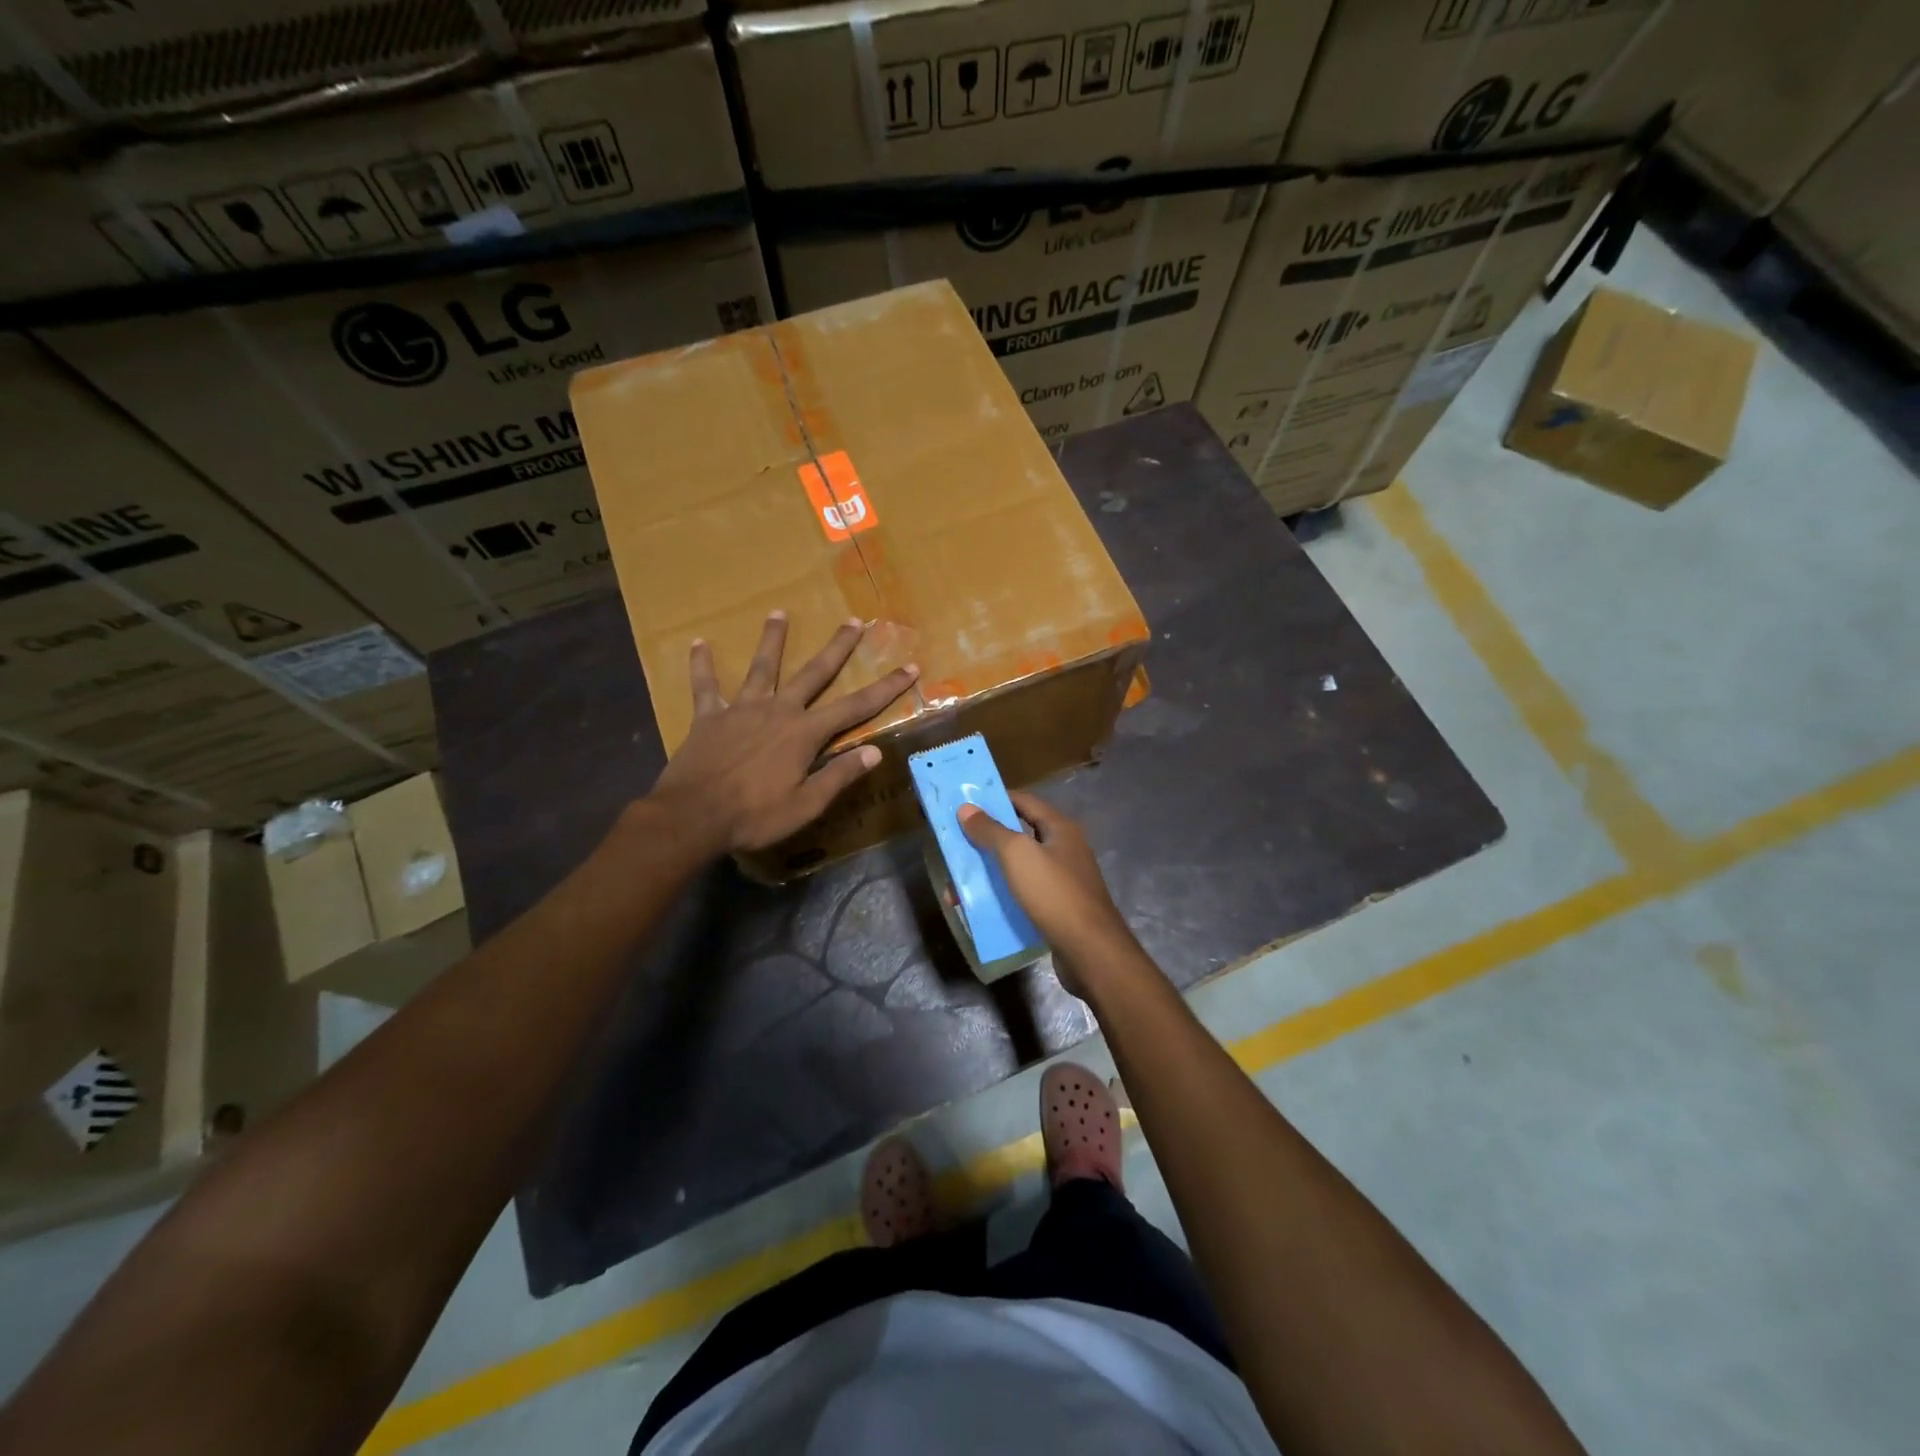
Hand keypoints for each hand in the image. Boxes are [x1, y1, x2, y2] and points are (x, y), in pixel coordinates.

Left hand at [649, 612, 917, 854]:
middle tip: (854, 621)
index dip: (886, 688)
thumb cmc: (754, 815)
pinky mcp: (709, 716)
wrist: (692, 816)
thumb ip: (839, 775)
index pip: (855, 707)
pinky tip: (699, 643)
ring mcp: (742, 709)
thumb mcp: (806, 805)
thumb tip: (876, 751)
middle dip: (837, 647)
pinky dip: (702, 665)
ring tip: (778, 613)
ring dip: (772, 639)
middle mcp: (778, 711)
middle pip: (813, 673)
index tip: (909, 667)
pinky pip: (705, 685)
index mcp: (804, 733)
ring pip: (762, 667)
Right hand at [958, 791, 1135, 991]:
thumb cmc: (1053, 893)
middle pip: (1019, 836)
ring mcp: (1063, 881)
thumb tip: (966, 808)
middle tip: (956, 847)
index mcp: (1060, 828)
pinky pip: (1024, 895)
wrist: (1089, 951)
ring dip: (990, 874)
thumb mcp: (1017, 855)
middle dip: (986, 842)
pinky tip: (980, 908)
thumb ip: (990, 830)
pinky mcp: (1058, 909)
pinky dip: (1002, 897)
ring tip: (958, 886)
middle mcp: (1064, 849)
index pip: (1024, 801)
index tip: (966, 805)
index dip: (995, 799)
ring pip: (1019, 869)